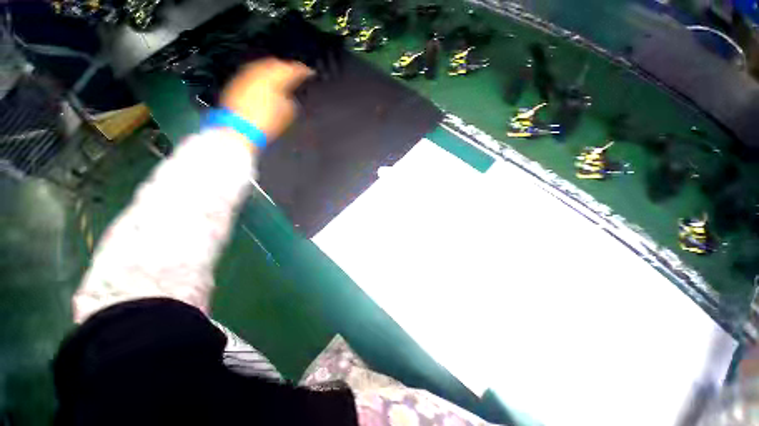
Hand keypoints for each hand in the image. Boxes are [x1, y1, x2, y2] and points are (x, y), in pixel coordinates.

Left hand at [220, 58, 313, 143]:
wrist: (240, 128)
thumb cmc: (267, 121)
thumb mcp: (289, 112)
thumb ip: (292, 100)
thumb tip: (290, 96)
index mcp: (276, 76)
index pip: (294, 69)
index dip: (304, 71)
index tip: (310, 73)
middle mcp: (260, 70)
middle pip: (277, 64)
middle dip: (287, 69)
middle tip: (295, 74)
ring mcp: (247, 74)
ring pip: (264, 68)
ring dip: (273, 72)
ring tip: (281, 80)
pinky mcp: (236, 81)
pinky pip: (254, 74)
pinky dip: (262, 78)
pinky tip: (266, 85)